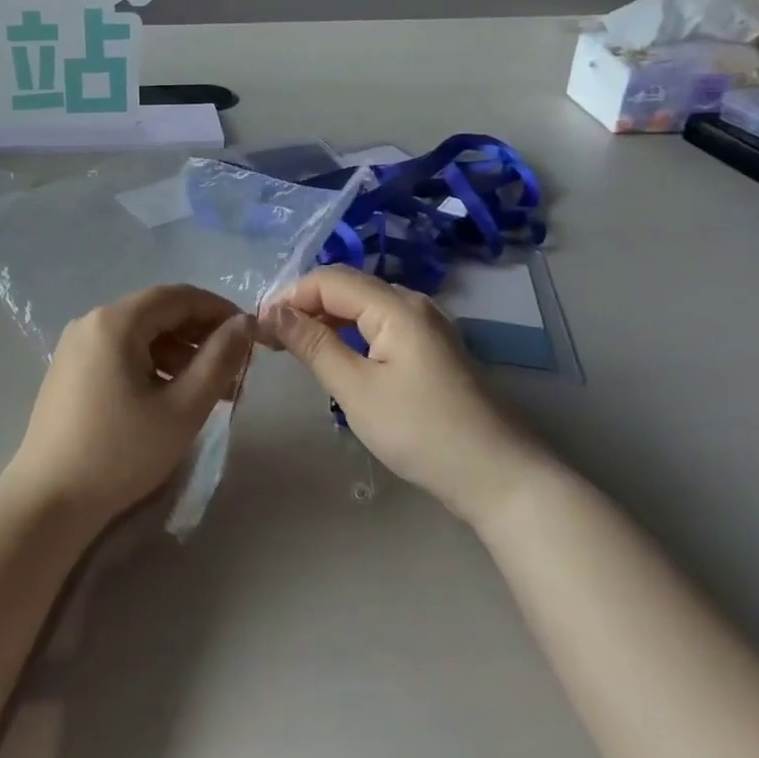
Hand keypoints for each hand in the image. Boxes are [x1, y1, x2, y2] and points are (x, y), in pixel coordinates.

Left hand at [5, 284, 254, 528]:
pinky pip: (120, 353)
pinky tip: (172, 397)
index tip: (250, 335)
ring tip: (211, 391)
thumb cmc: (120, 453)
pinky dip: (152, 366)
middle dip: (200, 336)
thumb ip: (218, 360)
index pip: (177, 296)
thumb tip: (244, 323)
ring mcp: (76, 347)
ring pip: (140, 335)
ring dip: (179, 354)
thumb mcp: (182, 409)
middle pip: (157, 314)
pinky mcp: (70, 371)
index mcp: (115, 322)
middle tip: (236, 369)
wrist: (48, 501)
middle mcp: (91, 322)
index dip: (218, 310)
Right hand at [261, 266, 538, 525]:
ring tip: (294, 348)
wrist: (500, 477)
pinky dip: (350, 333)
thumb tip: (271, 311)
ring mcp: (426, 325)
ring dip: (325, 319)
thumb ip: (313, 344)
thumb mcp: (357, 390)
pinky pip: (380, 324)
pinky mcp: (431, 347)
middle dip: (304, 305)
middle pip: (346, 286)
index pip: (328, 279)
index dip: (289, 296)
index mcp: (396, 306)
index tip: (258, 328)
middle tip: (271, 340)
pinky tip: (335, 356)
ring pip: (362, 305)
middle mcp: (413, 303)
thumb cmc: (422, 431)